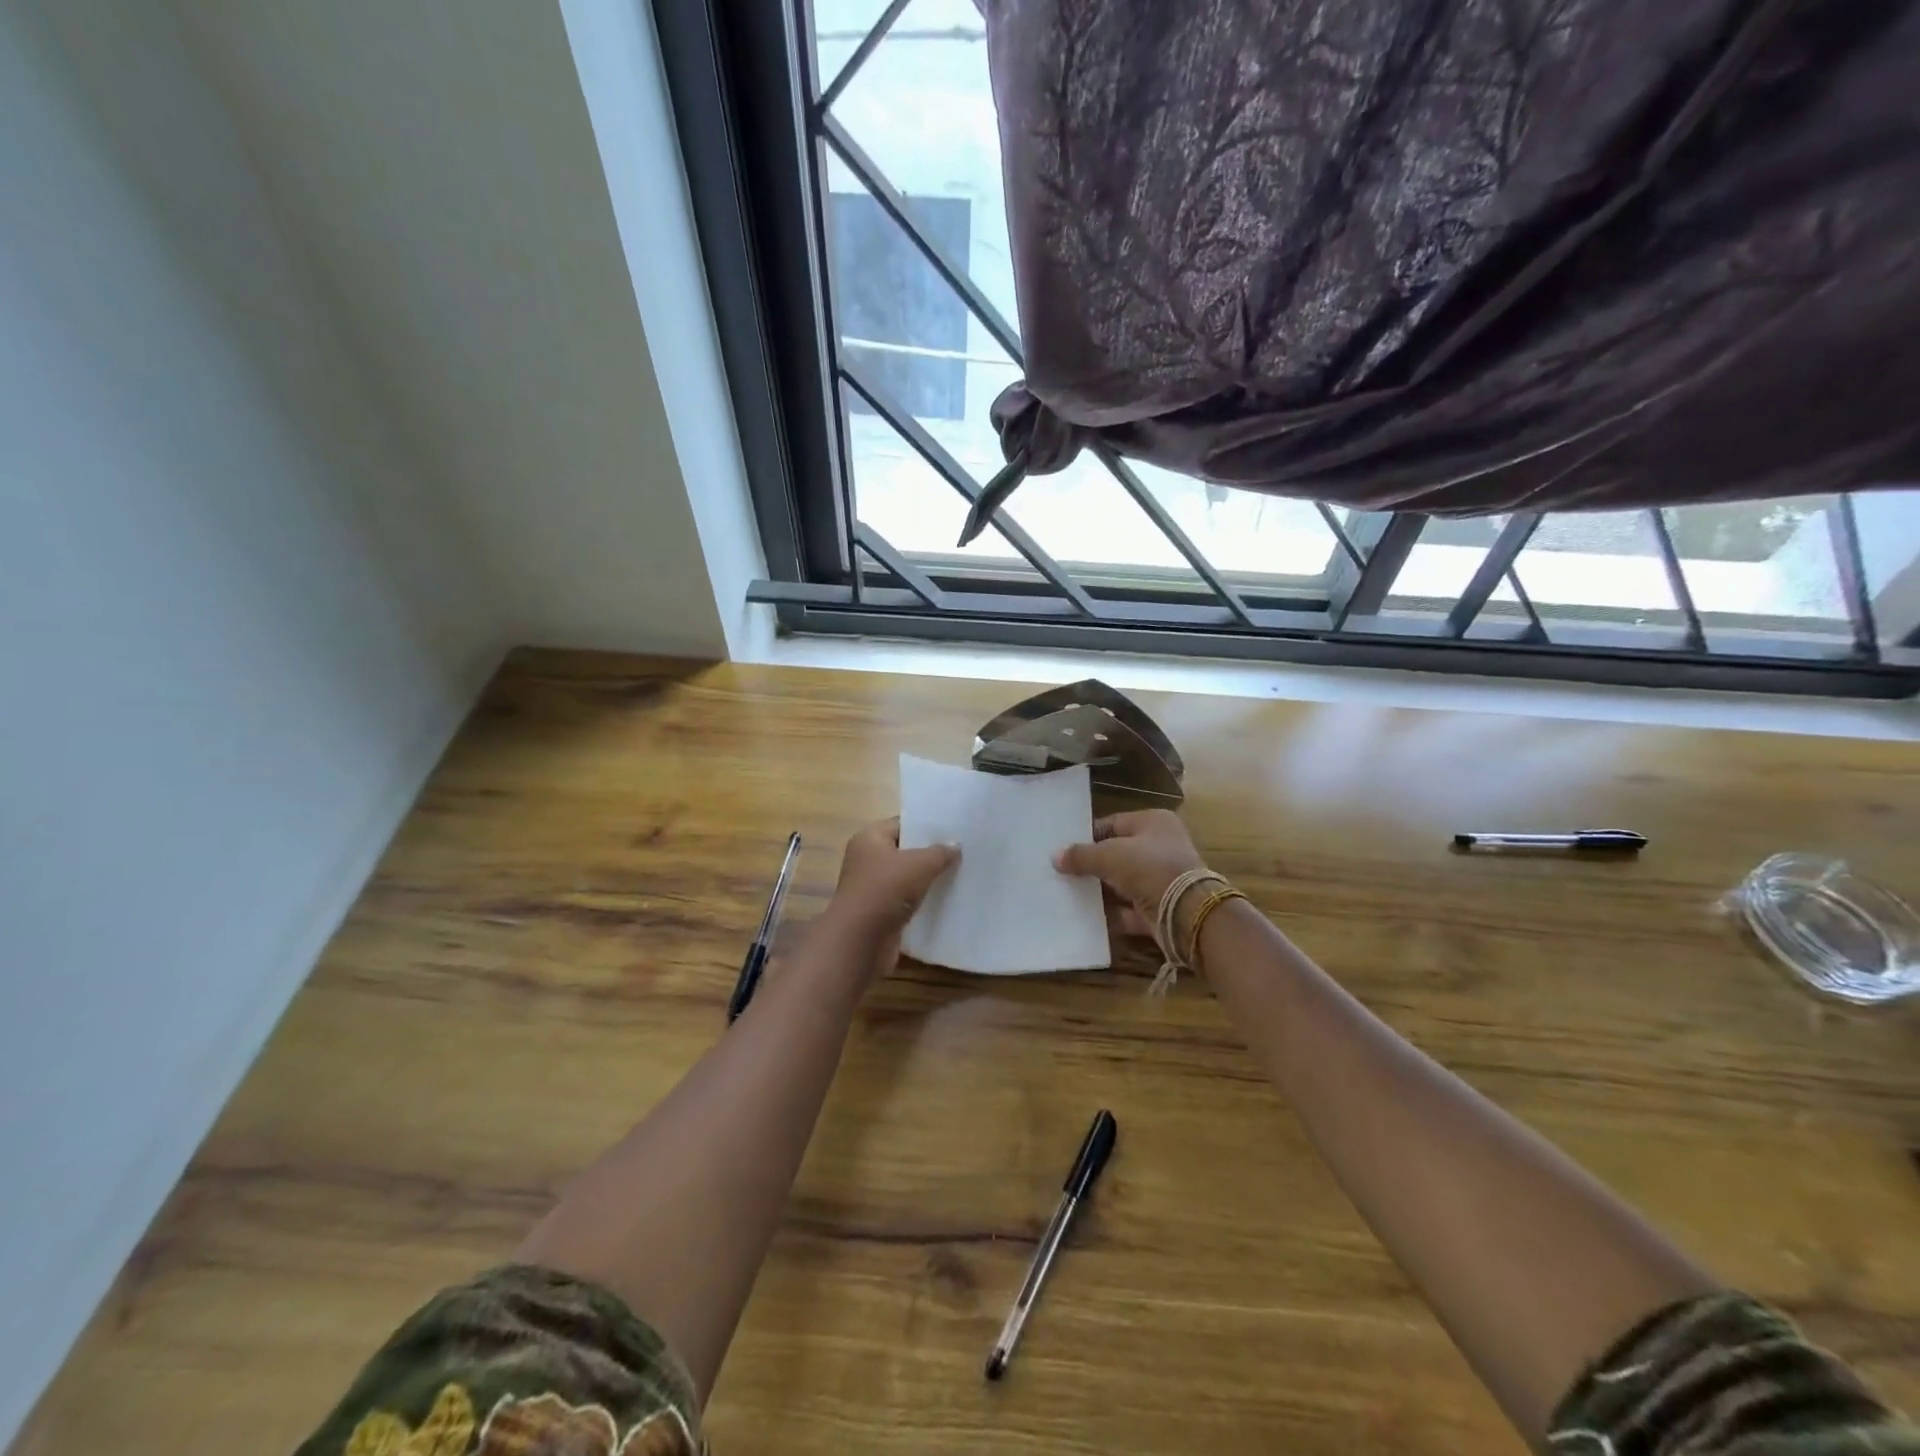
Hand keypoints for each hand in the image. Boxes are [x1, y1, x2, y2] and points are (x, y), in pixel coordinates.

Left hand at [823, 818, 958, 979]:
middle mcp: (867, 860)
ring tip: (960, 875)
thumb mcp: (919, 865)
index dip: (926, 826)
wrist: (861, 942)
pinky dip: (923, 901)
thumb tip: (955, 846)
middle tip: (963, 852)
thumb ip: (939, 853)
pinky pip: (906, 900)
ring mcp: (872, 888)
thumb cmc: (885, 891)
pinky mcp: (880, 913)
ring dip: (928, 879)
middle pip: (905, 851)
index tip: (954, 830)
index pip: (901, 824)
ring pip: (907, 878)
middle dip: (930, 853)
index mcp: (869, 838)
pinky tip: (946, 900)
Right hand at [1054, 810, 1205, 935]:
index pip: (1113, 824)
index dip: (1088, 835)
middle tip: (1061, 873)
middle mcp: (1160, 847)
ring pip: (1122, 883)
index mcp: (1153, 823)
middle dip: (1092, 865)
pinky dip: (1111, 914)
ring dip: (1099, 890)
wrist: (1188, 913)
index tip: (1064, 849)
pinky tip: (1085, 917)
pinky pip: (1129, 910)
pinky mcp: (1160, 908)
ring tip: (1067, 894)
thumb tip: (1055, 857)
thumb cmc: (1149, 868)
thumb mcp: (1109, 855)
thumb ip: (1081, 855)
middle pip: (1117, 854)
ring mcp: (1161, 880)